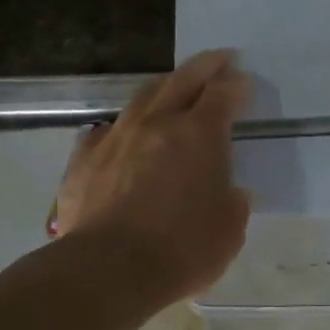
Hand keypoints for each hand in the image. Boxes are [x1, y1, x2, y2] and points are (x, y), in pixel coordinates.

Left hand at [55, 50, 252, 301]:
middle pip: (183, 80)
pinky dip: (121, 127)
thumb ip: (233, 202)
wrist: (108, 270)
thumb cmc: (182, 249)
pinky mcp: (84, 161)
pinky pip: (105, 131)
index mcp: (199, 134)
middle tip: (220, 59)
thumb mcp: (229, 229)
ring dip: (163, 87)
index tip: (245, 82)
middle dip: (206, 66)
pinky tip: (121, 133)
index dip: (237, 85)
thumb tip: (230, 192)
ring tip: (173, 86)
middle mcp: (157, 123)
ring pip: (142, 97)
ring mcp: (116, 138)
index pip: (223, 94)